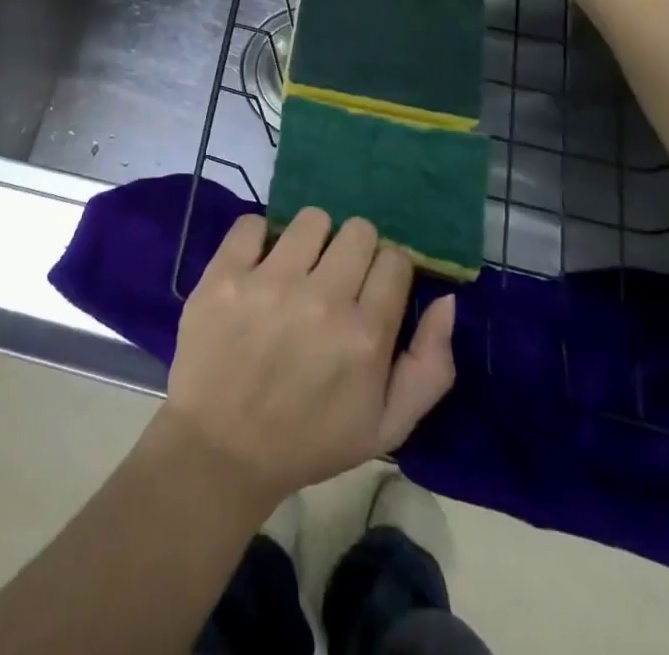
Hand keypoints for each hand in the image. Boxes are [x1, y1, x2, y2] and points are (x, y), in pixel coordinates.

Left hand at [162, 210, 455, 510]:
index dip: (387, 270)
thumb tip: (446, 300)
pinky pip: (251, 222)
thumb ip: (430, 366)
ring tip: (297, 268)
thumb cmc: (308, 440)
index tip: (370, 288)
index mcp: (365, 336)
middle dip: (354, 249)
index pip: (395, 259)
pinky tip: (257, 264)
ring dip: (310, 239)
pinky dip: (257, 237)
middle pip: (359, 229)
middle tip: (335, 277)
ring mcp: (269, 282)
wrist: (221, 450)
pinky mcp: (225, 274)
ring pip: (311, 218)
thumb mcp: (387, 426)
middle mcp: (322, 299)